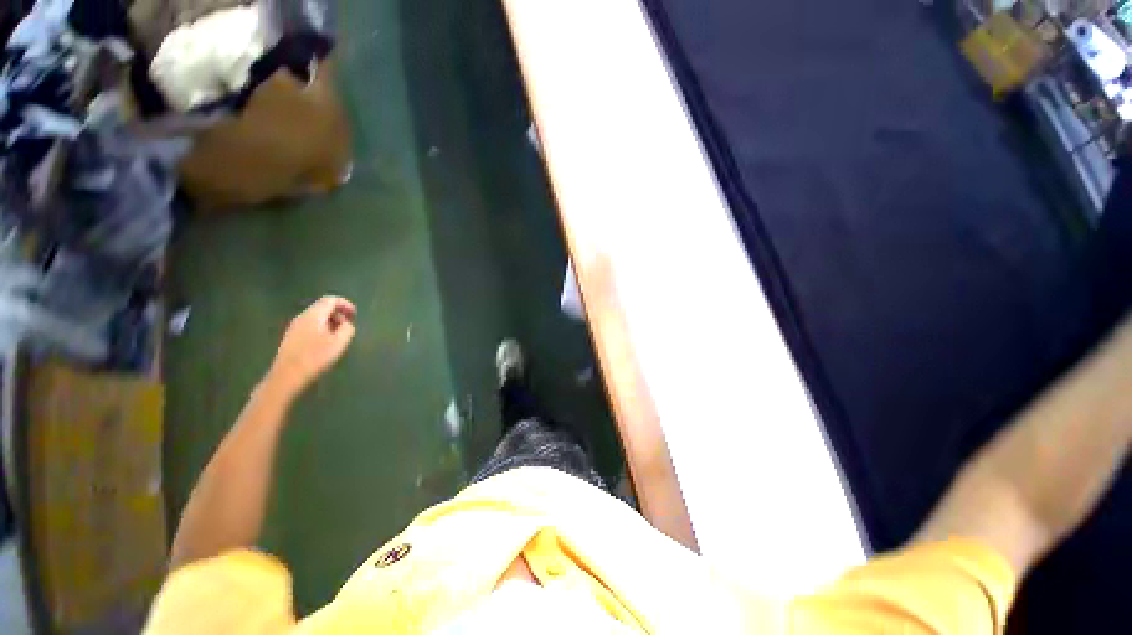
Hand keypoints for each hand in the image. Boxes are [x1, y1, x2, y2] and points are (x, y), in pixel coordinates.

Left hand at [264, 296, 356, 399]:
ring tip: (339, 336)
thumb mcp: (339, 342)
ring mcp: (295, 327)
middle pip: (322, 307)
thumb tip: (346, 324)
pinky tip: (326, 343)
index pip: (330, 300)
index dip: (345, 304)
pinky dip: (322, 329)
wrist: (287, 376)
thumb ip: (347, 329)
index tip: (355, 314)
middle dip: (338, 313)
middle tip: (348, 326)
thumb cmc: (315, 357)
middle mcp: (302, 317)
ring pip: (316, 317)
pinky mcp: (292, 337)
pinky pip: (310, 326)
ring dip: (330, 322)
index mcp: (314, 315)